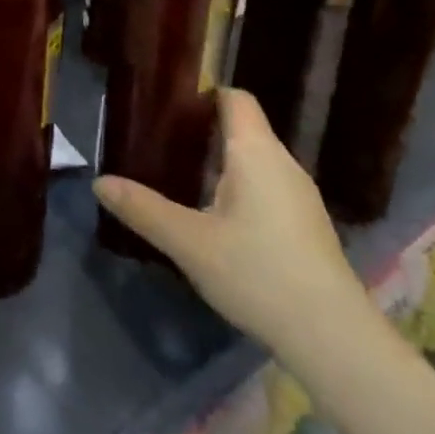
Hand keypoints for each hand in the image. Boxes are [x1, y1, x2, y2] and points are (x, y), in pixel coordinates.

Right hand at [93, 89, 368, 358]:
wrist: (334, 339)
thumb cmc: (258, 274)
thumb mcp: (189, 242)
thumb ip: (143, 209)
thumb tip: (100, 183)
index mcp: (256, 152)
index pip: (234, 97)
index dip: (202, 93)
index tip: (166, 105)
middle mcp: (282, 163)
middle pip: (242, 128)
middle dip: (201, 131)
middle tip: (158, 143)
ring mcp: (299, 196)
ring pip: (253, 161)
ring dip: (218, 163)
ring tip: (177, 177)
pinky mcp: (305, 225)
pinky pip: (265, 187)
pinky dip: (237, 188)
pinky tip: (214, 218)